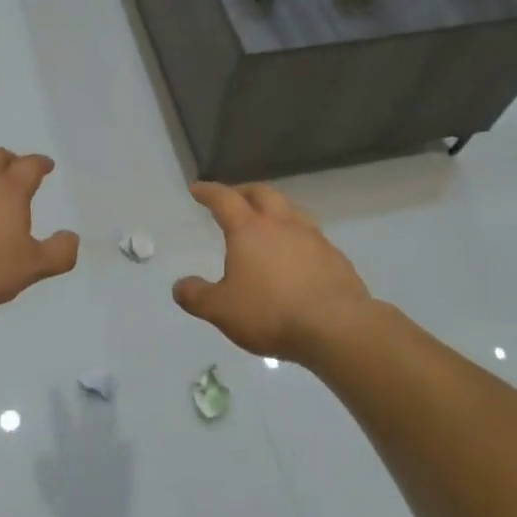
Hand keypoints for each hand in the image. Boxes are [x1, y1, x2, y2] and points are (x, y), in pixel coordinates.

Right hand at [172, 182, 376, 363]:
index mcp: (249, 230)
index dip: (208, 192)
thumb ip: (197, 296)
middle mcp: (282, 224)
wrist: (337, 327)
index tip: (197, 189)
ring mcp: (313, 238)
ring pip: (291, 210)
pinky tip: (296, 256)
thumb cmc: (271, 313)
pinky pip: (311, 236)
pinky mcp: (335, 257)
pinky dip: (297, 237)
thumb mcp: (222, 310)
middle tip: (234, 198)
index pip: (224, 199)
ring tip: (267, 223)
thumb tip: (179, 286)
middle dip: (244, 191)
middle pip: (262, 193)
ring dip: (275, 210)